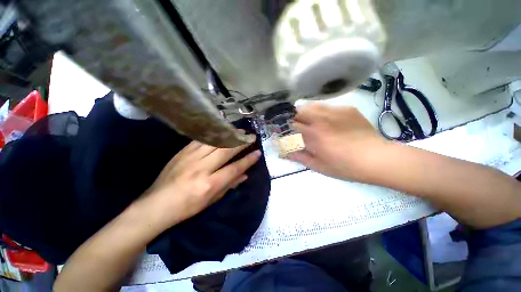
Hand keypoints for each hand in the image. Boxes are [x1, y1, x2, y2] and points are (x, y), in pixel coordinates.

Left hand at [142, 137, 260, 227]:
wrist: (156, 205)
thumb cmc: (186, 207)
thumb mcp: (211, 201)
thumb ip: (230, 185)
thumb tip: (245, 175)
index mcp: (209, 184)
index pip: (235, 168)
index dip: (248, 160)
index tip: (258, 152)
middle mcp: (201, 168)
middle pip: (226, 150)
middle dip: (241, 142)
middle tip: (251, 136)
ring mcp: (190, 157)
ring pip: (215, 141)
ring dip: (229, 135)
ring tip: (239, 131)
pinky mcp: (182, 152)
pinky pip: (202, 139)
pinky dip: (214, 134)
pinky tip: (222, 131)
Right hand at [287, 102, 386, 181]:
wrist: (377, 159)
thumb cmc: (345, 167)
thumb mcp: (318, 166)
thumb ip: (298, 157)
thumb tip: (283, 152)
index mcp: (313, 134)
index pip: (290, 125)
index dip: (283, 128)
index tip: (281, 132)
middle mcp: (321, 119)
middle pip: (298, 111)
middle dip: (292, 118)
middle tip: (294, 127)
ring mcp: (334, 111)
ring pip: (311, 105)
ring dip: (304, 112)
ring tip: (307, 121)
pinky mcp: (346, 109)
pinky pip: (327, 106)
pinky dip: (320, 112)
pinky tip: (326, 121)